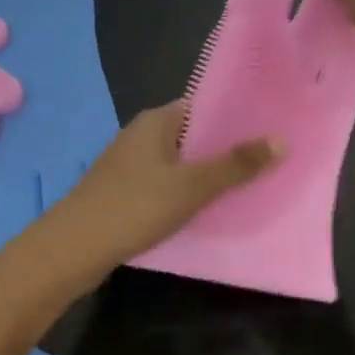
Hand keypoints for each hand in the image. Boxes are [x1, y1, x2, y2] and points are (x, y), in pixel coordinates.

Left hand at [38, 102, 283, 280]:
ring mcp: (129, 165)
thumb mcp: (192, 186)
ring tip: (248, 186)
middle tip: (268, 162)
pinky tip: (207, 210)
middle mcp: (141, 136)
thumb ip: (235, 164)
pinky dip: (186, 193)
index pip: (203, 106)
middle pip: (192, 136)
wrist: (74, 247)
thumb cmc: (135, 206)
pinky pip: (164, 185)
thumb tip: (281, 140)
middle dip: (226, 149)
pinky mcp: (123, 193)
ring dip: (207, 174)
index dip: (236, 117)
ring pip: (178, 164)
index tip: (269, 130)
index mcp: (155, 121)